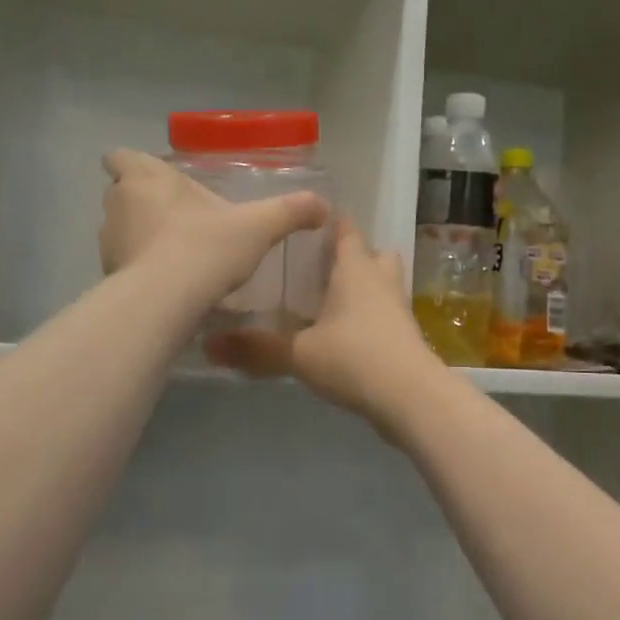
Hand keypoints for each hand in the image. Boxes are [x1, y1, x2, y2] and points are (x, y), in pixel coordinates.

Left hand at [99, 150, 329, 307]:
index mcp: (146, 177)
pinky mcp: (108, 274)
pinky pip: (124, 262)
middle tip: (180, 217)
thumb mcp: (257, 226)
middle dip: (145, 202)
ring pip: (121, 229)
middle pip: (123, 193)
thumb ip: (289, 212)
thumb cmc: (206, 247)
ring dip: (142, 236)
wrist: (166, 302)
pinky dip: (141, 267)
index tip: (158, 180)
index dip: (135, 166)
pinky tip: (168, 282)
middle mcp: (119, 203)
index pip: (120, 157)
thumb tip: (323, 206)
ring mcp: (108, 240)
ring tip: (176, 254)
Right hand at [205, 220, 444, 425]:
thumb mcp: (299, 353)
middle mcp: (381, 281)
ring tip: (330, 301)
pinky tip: (345, 335)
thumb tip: (208, 345)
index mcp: (356, 269)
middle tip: (319, 267)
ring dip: (363, 287)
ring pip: (383, 285)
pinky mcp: (406, 337)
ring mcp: (398, 309)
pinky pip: (386, 314)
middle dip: (352, 256)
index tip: (308, 222)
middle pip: (374, 255)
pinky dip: (369, 317)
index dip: (330, 223)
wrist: (411, 398)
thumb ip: (256, 348)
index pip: (346, 231)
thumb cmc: (354, 358)